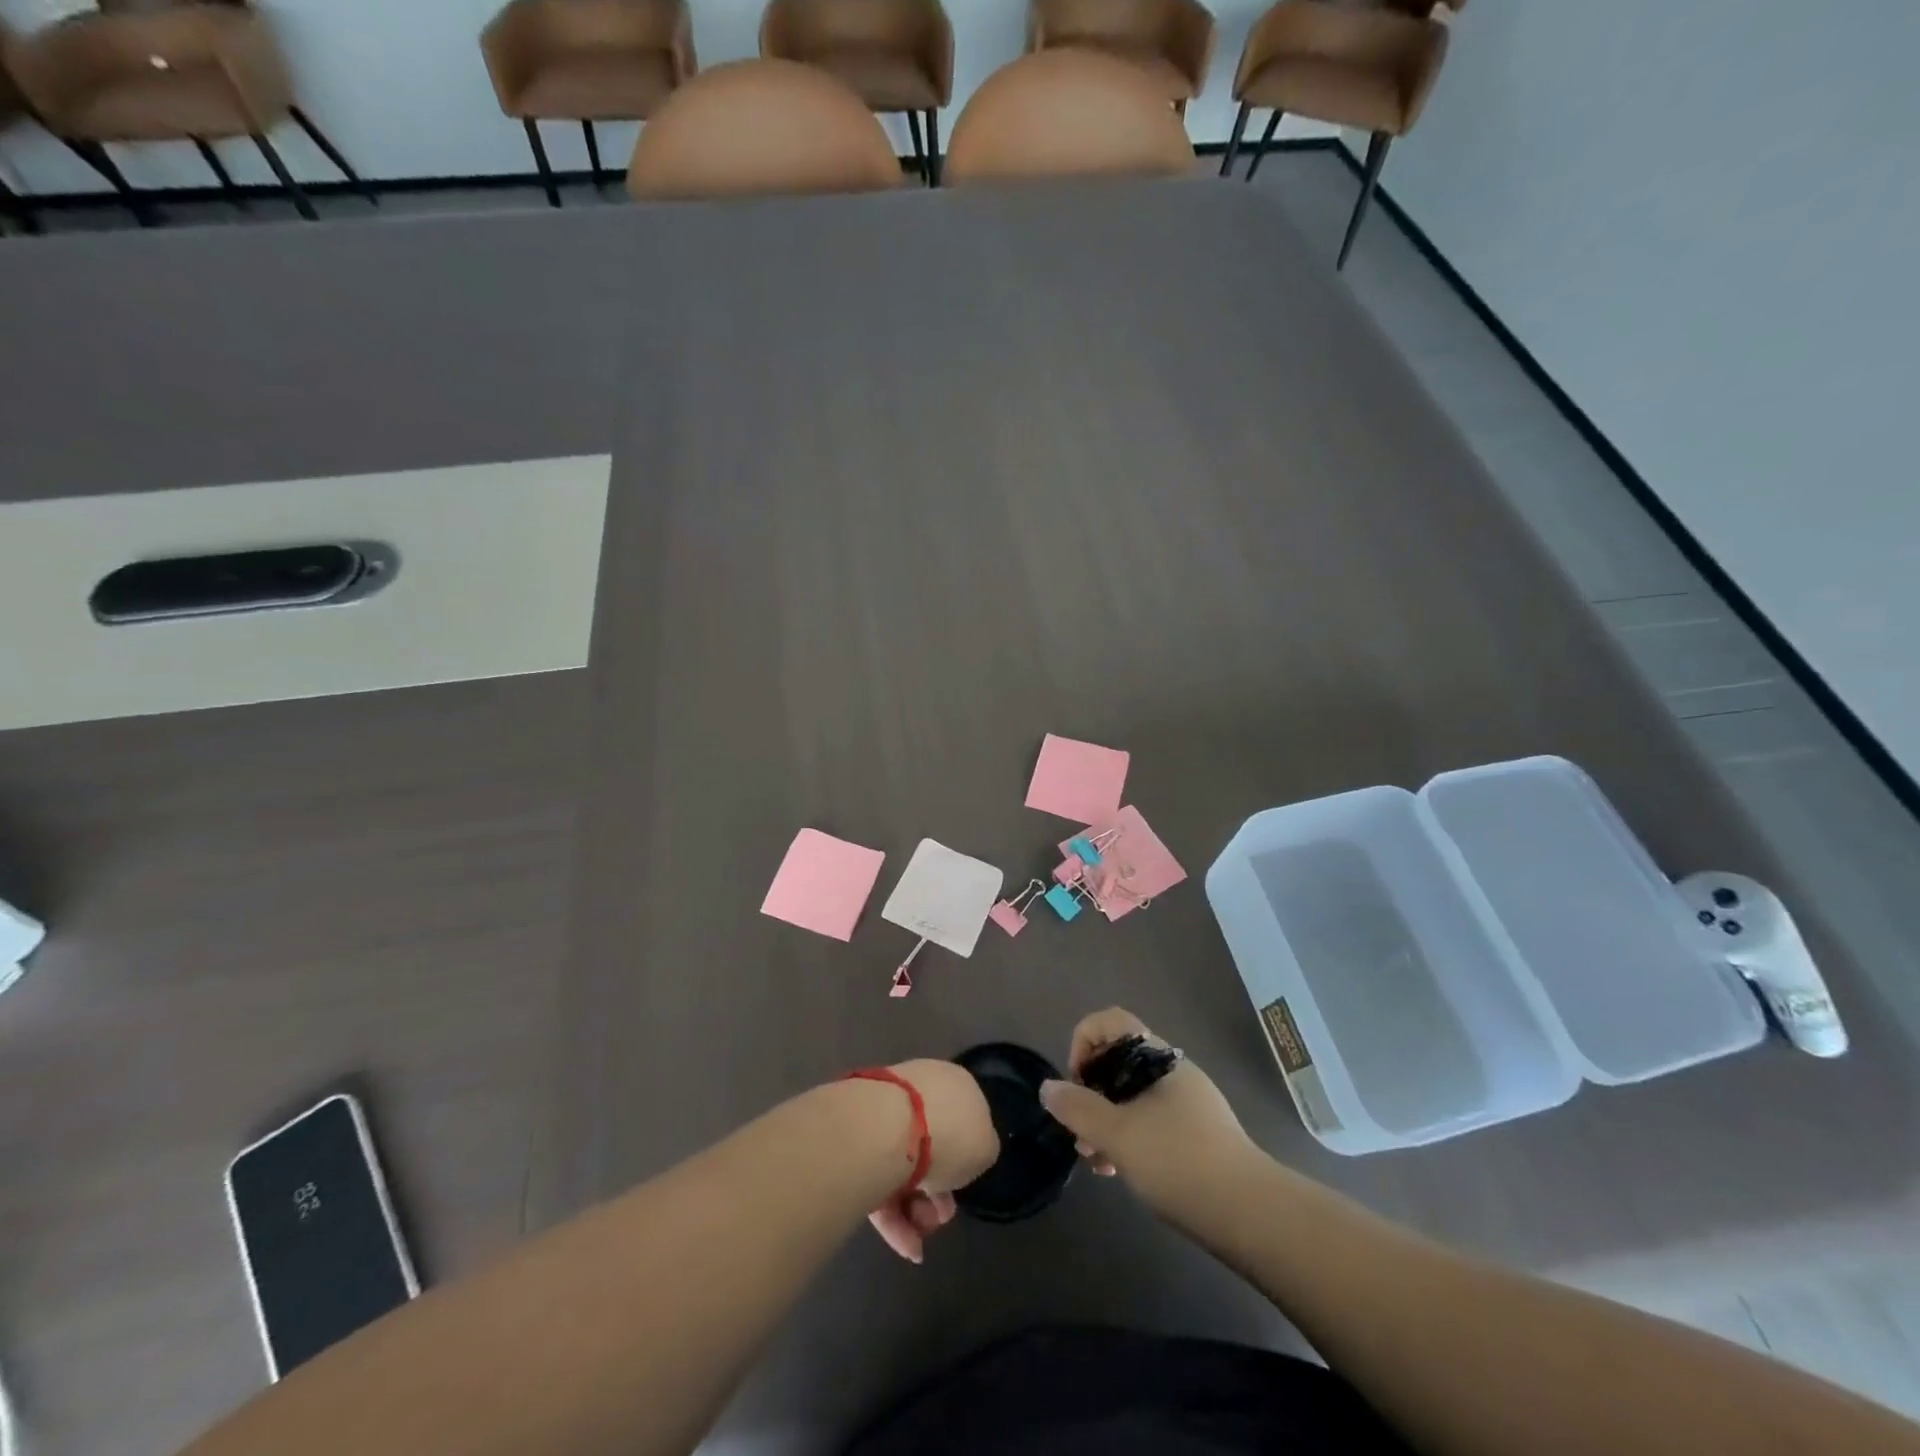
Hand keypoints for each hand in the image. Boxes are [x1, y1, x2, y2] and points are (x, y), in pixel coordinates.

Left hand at [866, 1058, 997, 1264]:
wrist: (888, 1128)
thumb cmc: (950, 1133)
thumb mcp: (986, 1146)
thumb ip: (980, 1148)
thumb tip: (965, 1153)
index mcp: (953, 1084)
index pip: (963, 1120)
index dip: (966, 1159)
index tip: (964, 1186)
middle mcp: (919, 1092)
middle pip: (932, 1146)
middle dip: (938, 1191)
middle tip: (940, 1218)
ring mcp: (885, 1114)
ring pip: (905, 1168)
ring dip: (916, 1209)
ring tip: (919, 1236)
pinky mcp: (858, 1142)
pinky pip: (881, 1179)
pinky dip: (893, 1215)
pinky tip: (906, 1245)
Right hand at [1039, 1008, 1257, 1228]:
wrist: (1252, 1214)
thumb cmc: (1180, 1162)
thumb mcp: (1119, 1135)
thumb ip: (1079, 1109)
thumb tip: (1048, 1087)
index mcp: (1158, 1057)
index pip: (1110, 1021)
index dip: (1083, 1042)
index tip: (1077, 1084)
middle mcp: (1173, 1071)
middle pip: (1118, 1059)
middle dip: (1090, 1090)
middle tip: (1079, 1130)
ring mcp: (1187, 1103)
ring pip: (1132, 1095)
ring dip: (1106, 1119)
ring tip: (1094, 1160)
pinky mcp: (1196, 1135)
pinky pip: (1149, 1120)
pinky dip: (1128, 1136)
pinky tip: (1118, 1171)